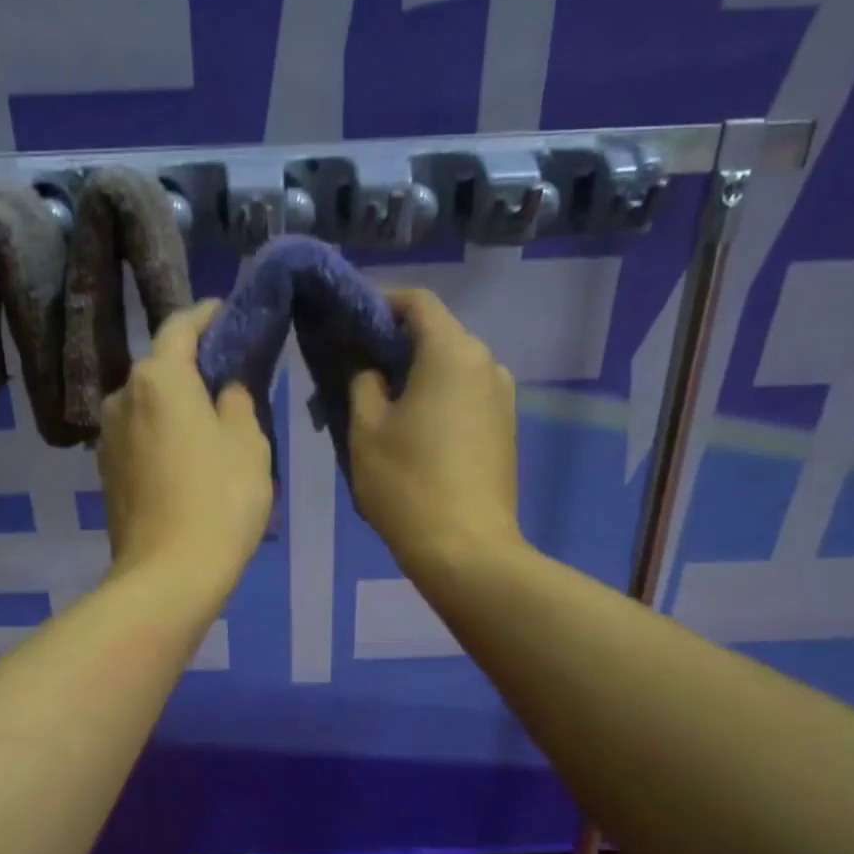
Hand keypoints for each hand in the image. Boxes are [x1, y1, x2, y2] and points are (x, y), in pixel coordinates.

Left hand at [97, 301, 272, 604]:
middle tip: (228, 374)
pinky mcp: (106, 470)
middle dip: (192, 364)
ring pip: (147, 403)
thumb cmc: (220, 500)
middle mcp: (122, 396)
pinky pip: (139, 434)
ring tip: (209, 418)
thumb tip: (226, 388)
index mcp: (158, 378)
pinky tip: (186, 454)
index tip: (227, 312)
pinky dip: (162, 432)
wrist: (168, 574)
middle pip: (159, 367)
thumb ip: (238, 401)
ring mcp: (107, 436)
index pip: (180, 327)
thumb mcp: (248, 443)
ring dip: (176, 403)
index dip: (206, 315)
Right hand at [348, 288, 521, 579]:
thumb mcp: (366, 429)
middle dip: (393, 345)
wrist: (466, 551)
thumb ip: (361, 381)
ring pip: (450, 368)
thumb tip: (366, 363)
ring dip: (415, 376)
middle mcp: (487, 363)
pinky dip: (436, 398)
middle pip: (436, 334)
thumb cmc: (407, 485)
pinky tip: (410, 431)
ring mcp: (502, 397)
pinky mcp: (505, 428)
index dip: (380, 303)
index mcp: (452, 352)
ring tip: (378, 406)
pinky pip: (465, 396)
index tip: (348, 323)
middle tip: (353, 371)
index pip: (417, 302)